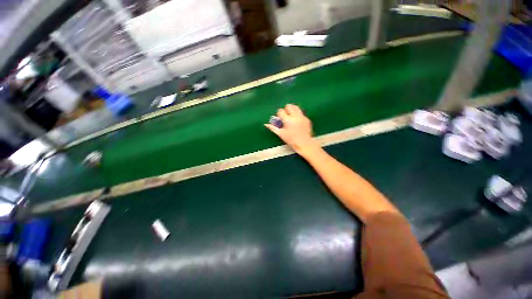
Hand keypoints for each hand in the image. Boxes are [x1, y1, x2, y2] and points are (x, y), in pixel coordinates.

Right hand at [265, 104, 320, 156]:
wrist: (304, 144)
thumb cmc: (291, 140)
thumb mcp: (281, 134)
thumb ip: (273, 128)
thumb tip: (266, 124)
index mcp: (288, 120)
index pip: (281, 111)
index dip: (279, 114)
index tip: (279, 118)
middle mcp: (295, 116)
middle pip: (289, 106)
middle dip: (286, 109)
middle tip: (285, 115)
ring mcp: (302, 117)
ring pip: (296, 107)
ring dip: (292, 109)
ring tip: (291, 116)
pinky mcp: (307, 119)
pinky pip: (301, 113)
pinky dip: (297, 114)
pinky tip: (297, 121)